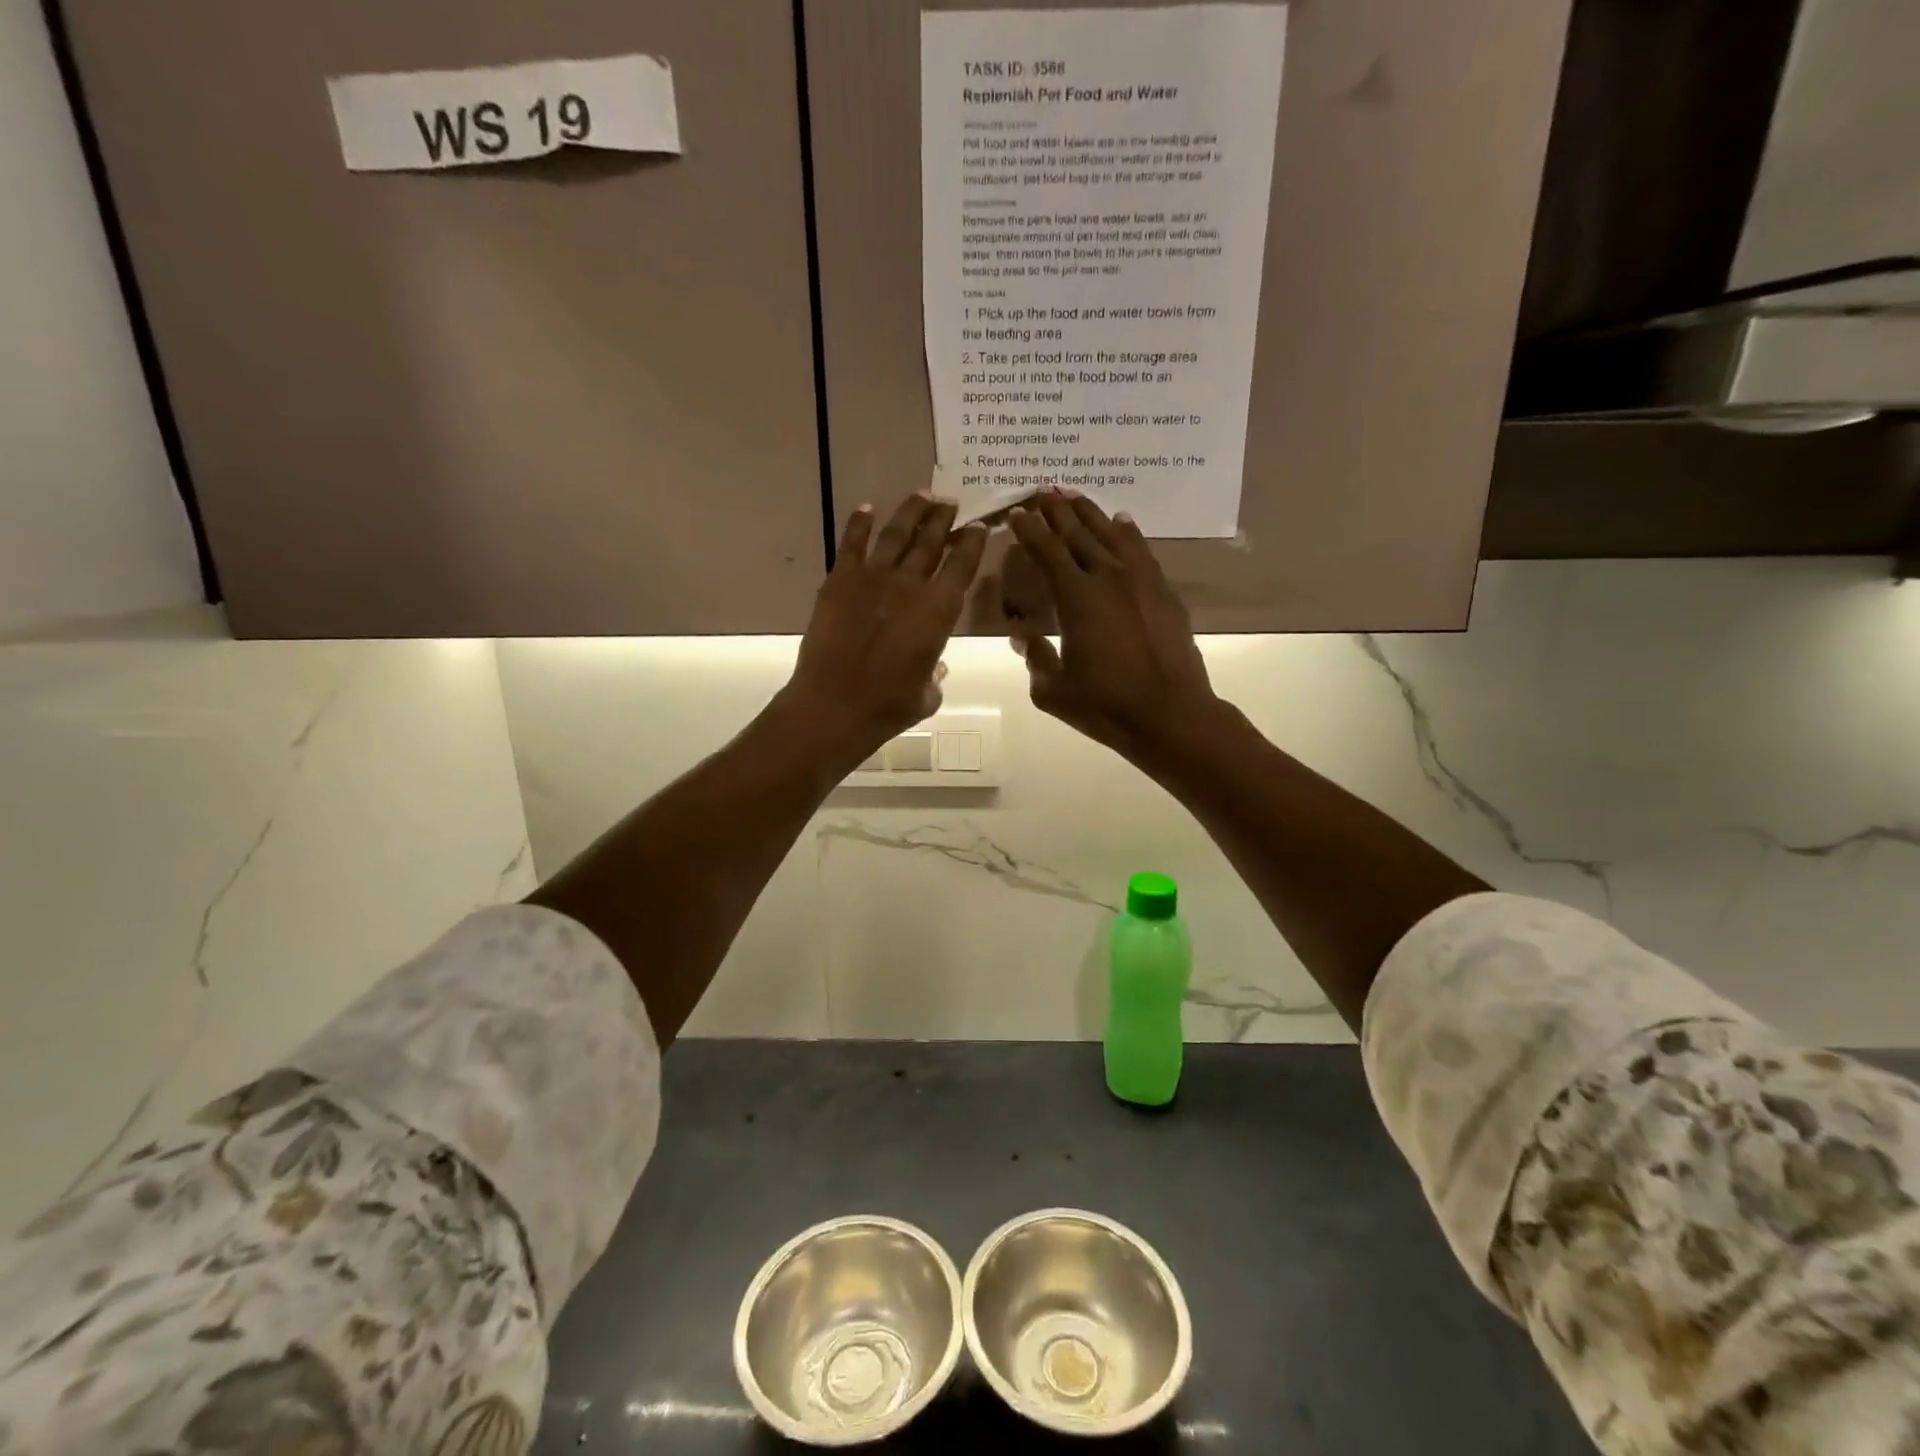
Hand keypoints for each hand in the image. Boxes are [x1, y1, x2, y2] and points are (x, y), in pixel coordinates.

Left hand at [780, 494, 987, 764]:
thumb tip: (934, 666)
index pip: (963, 564)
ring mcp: (873, 577)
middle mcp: (911, 584)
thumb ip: (934, 675)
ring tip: (922, 495)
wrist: (835, 703)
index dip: (972, 542)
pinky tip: (866, 508)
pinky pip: (852, 542)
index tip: (977, 527)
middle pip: (931, 540)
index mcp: (940, 609)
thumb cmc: (889, 706)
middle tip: (950, 502)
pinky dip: (860, 523)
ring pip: (897, 534)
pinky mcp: (840, 580)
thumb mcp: (927, 695)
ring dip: (911, 511)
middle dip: (944, 518)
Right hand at [1006, 490, 1220, 767]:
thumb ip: (1035, 658)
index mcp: (1076, 597)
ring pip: (1112, 534)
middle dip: (1057, 510)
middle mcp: (1108, 577)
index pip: (1047, 551)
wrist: (1170, 714)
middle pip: (1078, 533)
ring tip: (1075, 496)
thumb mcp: (1053, 691)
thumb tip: (1025, 637)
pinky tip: (1122, 522)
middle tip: (1043, 489)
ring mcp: (1142, 581)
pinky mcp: (1165, 592)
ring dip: (1091, 513)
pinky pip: (1141, 551)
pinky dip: (1128, 533)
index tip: (1017, 512)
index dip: (1029, 530)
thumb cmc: (1105, 705)